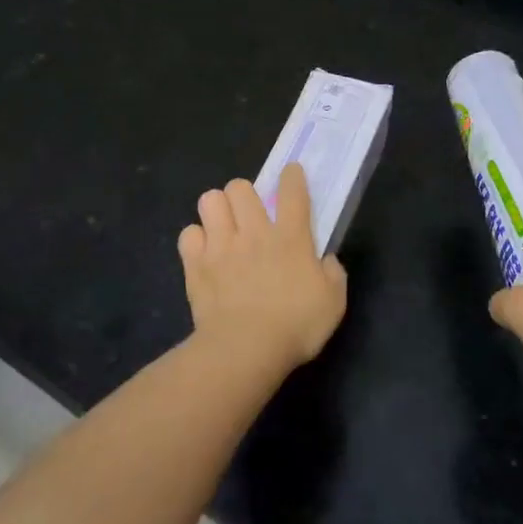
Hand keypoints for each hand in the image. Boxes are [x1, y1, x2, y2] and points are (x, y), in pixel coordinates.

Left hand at [179, 163, 347, 372]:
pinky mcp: (196, 265)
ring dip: (217, 209)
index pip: (292, 192)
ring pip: (210, 200)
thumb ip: (333, 275)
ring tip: (223, 227)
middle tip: (248, 215)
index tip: (291, 174)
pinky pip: (188, 234)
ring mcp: (221, 246)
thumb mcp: (333, 303)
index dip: (292, 177)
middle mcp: (254, 232)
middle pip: (240, 187)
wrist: (245, 349)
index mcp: (291, 238)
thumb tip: (326, 260)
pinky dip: (195, 240)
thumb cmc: (295, 326)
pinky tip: (204, 253)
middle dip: (244, 194)